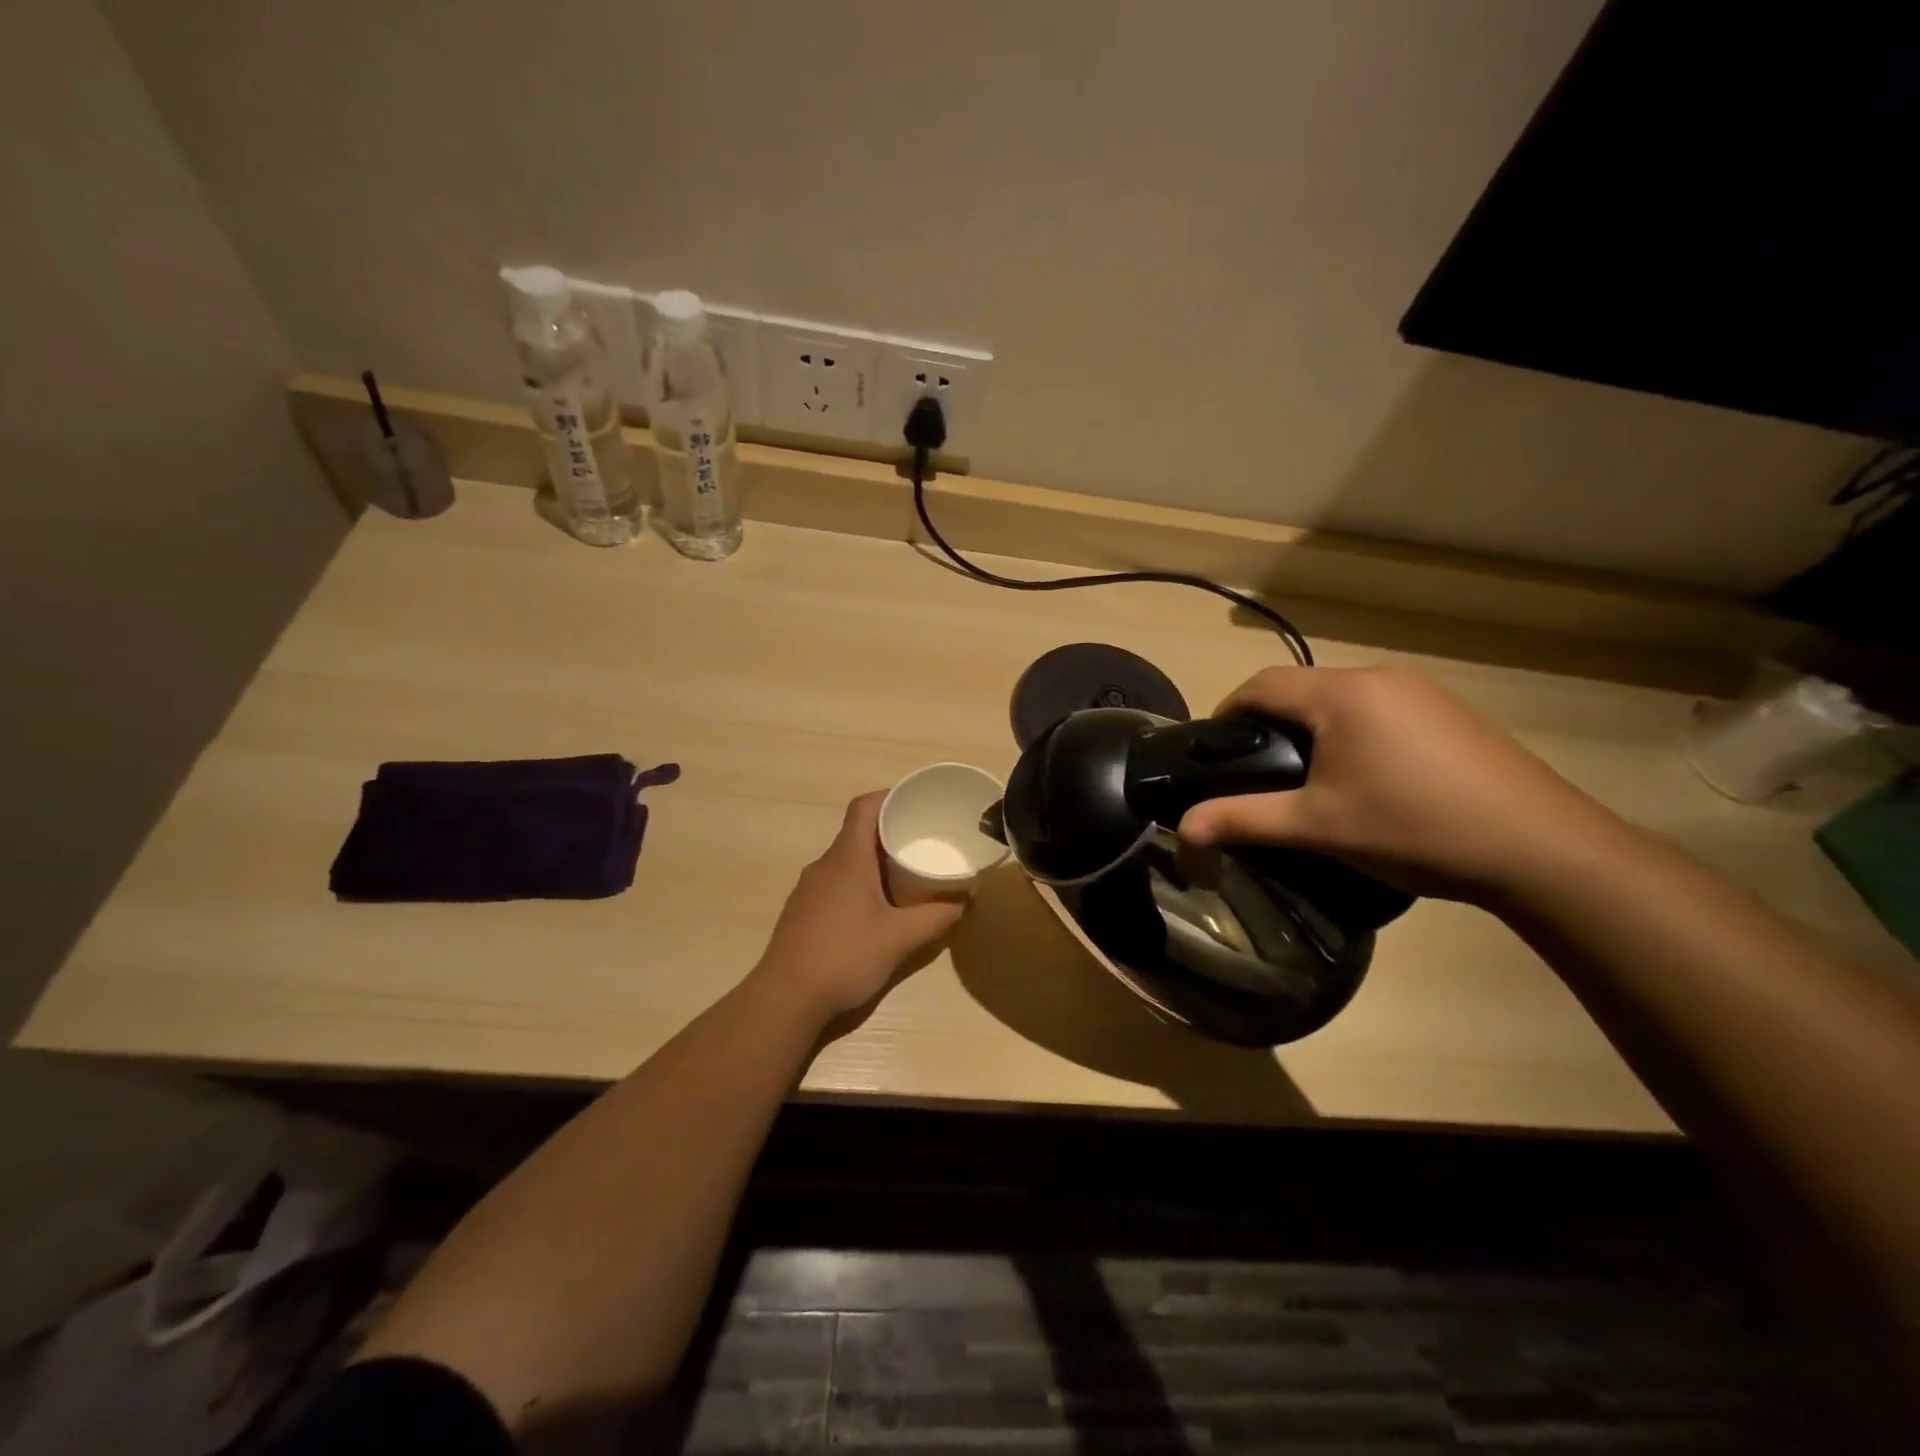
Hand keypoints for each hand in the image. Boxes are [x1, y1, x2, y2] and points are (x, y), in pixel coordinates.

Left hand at [752, 792, 965, 1022]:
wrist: (785, 999)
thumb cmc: (844, 957)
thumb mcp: (900, 939)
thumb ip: (937, 917)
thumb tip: (965, 900)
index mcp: (846, 859)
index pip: (864, 807)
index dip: (890, 797)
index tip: (918, 803)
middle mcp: (824, 865)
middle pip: (858, 833)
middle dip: (891, 832)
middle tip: (924, 842)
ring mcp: (809, 890)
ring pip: (847, 861)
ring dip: (875, 861)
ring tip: (907, 875)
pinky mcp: (803, 912)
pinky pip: (836, 883)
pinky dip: (859, 884)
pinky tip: (877, 910)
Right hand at [1177, 667, 1617, 901]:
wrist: (1542, 849)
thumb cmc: (1414, 828)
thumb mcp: (1317, 826)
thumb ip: (1243, 819)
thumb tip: (1183, 830)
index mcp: (1343, 693)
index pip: (1261, 684)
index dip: (1226, 712)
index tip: (1212, 751)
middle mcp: (1381, 678)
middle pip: (1301, 689)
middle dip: (1268, 723)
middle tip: (1254, 772)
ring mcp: (1423, 693)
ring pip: (1341, 700)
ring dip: (1311, 728)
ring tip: (1304, 778)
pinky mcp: (1450, 715)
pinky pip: (1379, 711)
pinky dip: (1351, 734)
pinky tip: (1364, 778)